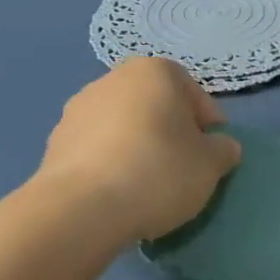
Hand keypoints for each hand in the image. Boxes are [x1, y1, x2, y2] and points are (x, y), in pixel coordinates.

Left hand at [37, 58, 243, 241]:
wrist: (81, 208)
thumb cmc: (158, 172)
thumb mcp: (211, 164)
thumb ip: (224, 150)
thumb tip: (221, 147)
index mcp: (154, 72)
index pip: (193, 93)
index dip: (207, 123)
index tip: (212, 153)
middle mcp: (113, 79)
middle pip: (155, 105)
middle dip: (170, 131)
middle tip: (182, 167)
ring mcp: (78, 108)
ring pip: (123, 125)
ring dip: (138, 146)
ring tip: (147, 185)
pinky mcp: (55, 141)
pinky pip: (97, 148)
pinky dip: (111, 163)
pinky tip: (118, 192)